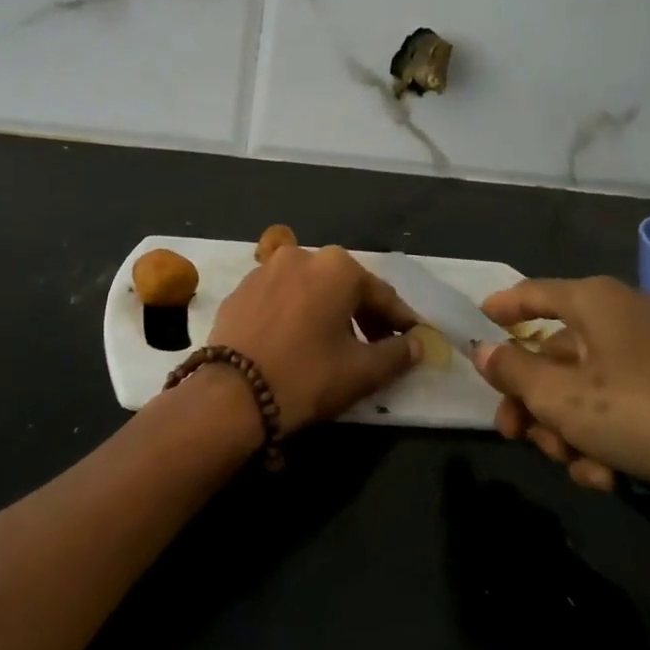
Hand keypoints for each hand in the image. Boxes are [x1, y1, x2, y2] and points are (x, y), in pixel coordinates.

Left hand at [208, 244, 422, 433]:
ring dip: (328, 311)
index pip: (381, 294)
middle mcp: (301, 256)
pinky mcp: (239, 290)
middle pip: (344, 286)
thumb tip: (418, 344)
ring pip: (310, 289)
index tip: (415, 340)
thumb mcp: (362, 371)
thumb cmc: (306, 376)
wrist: (231, 393)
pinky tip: (296, 340)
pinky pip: (280, 298)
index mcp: (336, 267)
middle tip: (378, 345)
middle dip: (364, 314)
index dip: (401, 321)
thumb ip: (398, 354)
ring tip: (336, 344)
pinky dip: (295, 313)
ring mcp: (264, 270)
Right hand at [474, 277, 649, 528]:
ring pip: (587, 388)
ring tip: (572, 465)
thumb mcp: (561, 397)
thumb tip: (483, 349)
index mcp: (598, 303)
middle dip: (532, 400)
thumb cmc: (645, 415)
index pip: (534, 293)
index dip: (502, 308)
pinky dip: (605, 438)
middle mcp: (628, 320)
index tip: (477, 323)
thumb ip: (512, 371)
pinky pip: (623, 409)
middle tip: (513, 433)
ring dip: (567, 429)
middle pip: (556, 353)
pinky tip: (607, 477)